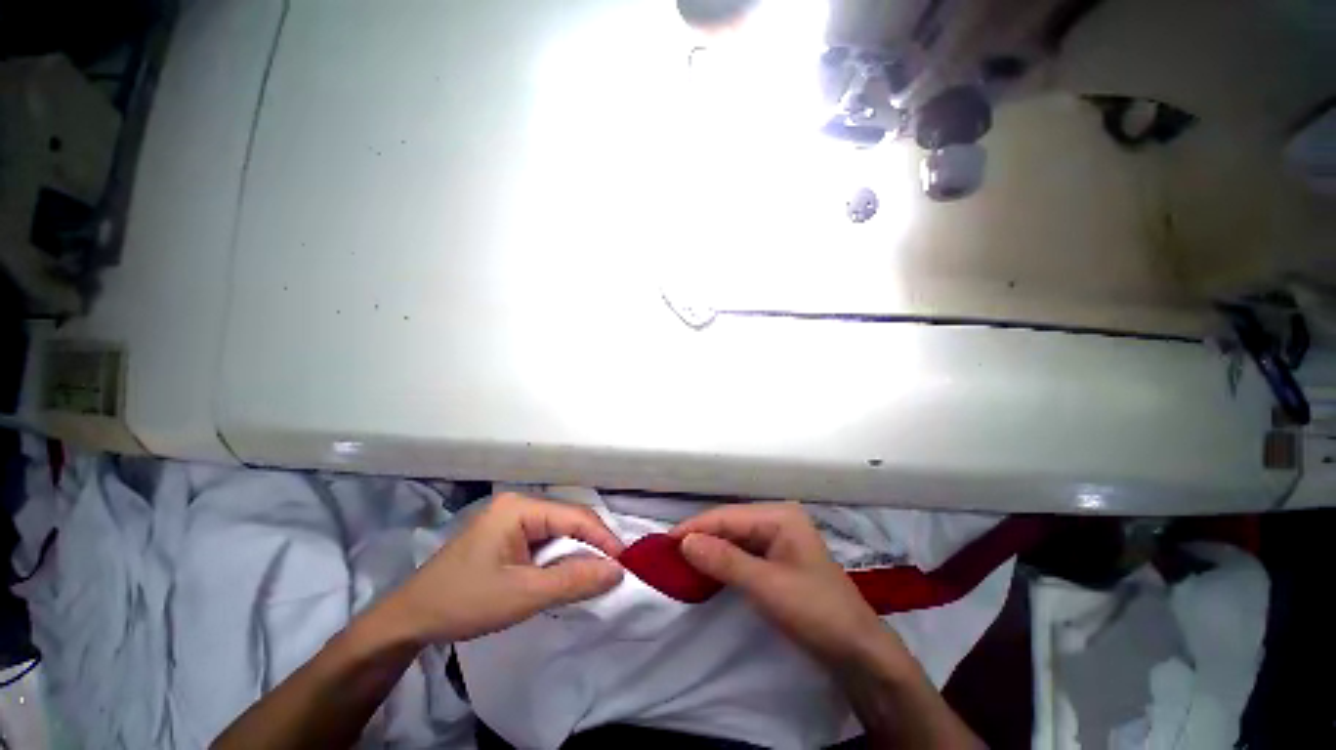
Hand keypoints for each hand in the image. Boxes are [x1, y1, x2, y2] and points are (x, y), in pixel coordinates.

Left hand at [379, 493, 624, 643]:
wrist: (409, 620)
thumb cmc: (465, 602)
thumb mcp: (524, 595)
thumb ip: (574, 580)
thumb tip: (618, 570)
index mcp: (519, 508)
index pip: (574, 516)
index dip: (603, 537)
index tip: (625, 561)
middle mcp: (517, 505)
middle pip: (567, 521)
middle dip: (591, 545)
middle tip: (613, 570)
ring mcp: (510, 519)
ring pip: (557, 532)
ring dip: (575, 553)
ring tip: (595, 574)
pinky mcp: (505, 536)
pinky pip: (543, 541)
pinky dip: (558, 558)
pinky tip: (565, 574)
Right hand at [671, 502, 912, 670]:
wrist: (858, 652)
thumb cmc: (816, 612)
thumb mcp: (766, 586)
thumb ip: (724, 561)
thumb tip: (684, 542)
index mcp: (780, 515)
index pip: (727, 516)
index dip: (695, 527)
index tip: (664, 542)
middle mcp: (778, 519)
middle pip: (730, 524)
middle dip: (701, 537)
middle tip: (668, 554)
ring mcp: (779, 538)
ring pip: (735, 538)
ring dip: (710, 549)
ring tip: (680, 561)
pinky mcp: (778, 558)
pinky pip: (743, 552)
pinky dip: (724, 560)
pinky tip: (707, 568)